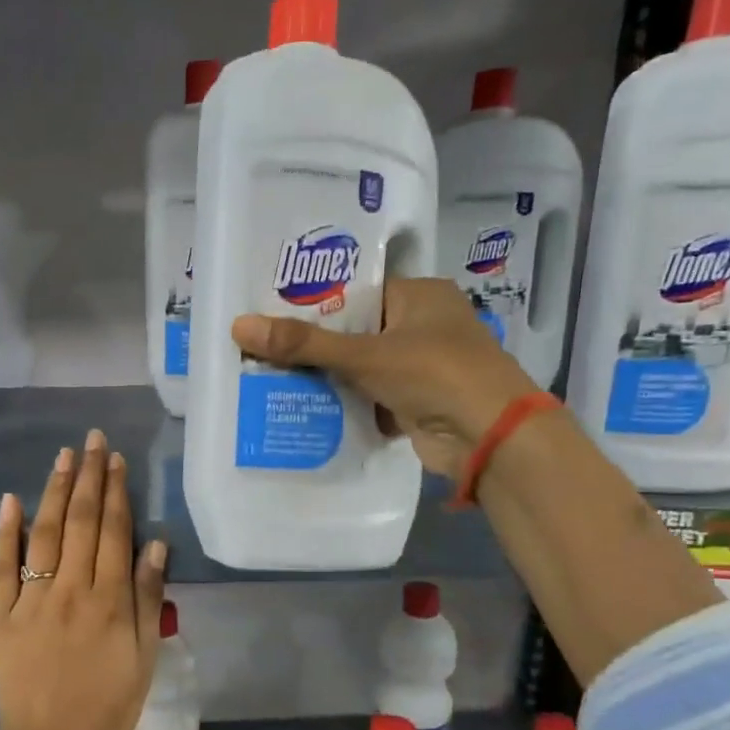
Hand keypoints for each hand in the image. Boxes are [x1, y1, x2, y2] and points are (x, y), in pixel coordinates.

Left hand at [0, 429, 168, 729]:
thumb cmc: (108, 704)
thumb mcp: (145, 656)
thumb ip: (149, 597)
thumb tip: (154, 542)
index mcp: (110, 600)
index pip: (114, 532)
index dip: (115, 492)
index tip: (115, 460)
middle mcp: (71, 590)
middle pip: (81, 522)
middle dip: (87, 477)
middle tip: (91, 441)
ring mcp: (32, 600)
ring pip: (45, 534)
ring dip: (55, 491)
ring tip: (63, 456)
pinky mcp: (2, 615)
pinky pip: (2, 567)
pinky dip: (6, 532)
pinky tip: (13, 499)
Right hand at [232, 277, 540, 477]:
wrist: (489, 437)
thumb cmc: (435, 374)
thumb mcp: (364, 355)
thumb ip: (304, 344)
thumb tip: (239, 326)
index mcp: (420, 296)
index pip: (357, 292)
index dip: (315, 303)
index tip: (271, 313)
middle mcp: (422, 326)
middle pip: (355, 332)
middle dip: (315, 346)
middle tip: (262, 347)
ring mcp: (421, 368)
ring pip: (360, 367)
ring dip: (326, 377)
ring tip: (270, 376)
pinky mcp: (415, 403)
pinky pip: (368, 397)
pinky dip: (344, 404)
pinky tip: (302, 406)